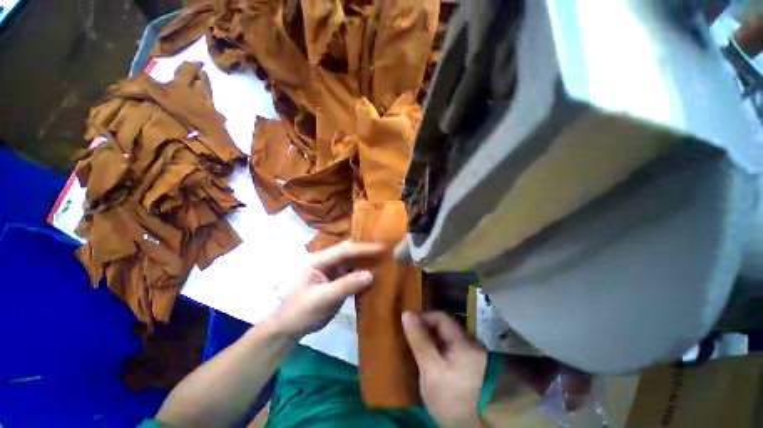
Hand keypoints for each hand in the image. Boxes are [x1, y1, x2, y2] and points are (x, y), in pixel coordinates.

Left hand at [268, 241, 384, 336]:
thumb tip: (371, 275)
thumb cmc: (300, 311)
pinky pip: (352, 273)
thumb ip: (346, 285)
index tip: (382, 248)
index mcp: (318, 260)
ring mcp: (331, 271)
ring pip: (352, 262)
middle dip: (366, 250)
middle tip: (386, 250)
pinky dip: (363, 274)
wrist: (289, 328)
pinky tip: (375, 274)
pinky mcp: (336, 280)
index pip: (344, 250)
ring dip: (366, 261)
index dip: (363, 248)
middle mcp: (326, 261)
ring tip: (384, 259)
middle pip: (349, 252)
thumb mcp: (322, 298)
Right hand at [403, 311, 486, 427]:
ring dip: (432, 335)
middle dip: (427, 327)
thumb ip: (419, 339)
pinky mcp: (470, 357)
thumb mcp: (429, 368)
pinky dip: (438, 343)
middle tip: (413, 337)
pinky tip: (431, 352)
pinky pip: (450, 341)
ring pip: (447, 332)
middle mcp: (473, 342)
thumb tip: (406, 313)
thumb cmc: (445, 397)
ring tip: (420, 344)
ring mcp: (473, 350)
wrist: (461, 425)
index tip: (410, 327)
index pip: (442, 318)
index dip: (424, 318)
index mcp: (466, 344)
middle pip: (446, 324)